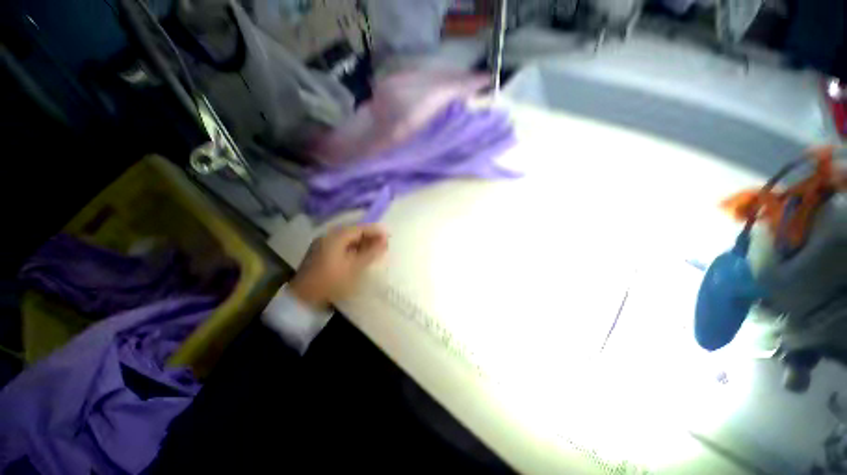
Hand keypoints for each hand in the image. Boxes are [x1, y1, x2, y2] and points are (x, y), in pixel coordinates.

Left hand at [288, 224, 388, 310]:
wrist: (303, 298)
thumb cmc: (331, 281)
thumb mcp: (355, 267)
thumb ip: (371, 252)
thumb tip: (385, 240)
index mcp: (336, 237)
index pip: (360, 228)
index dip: (376, 231)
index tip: (389, 236)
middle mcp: (329, 236)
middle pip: (354, 232)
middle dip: (370, 237)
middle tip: (385, 244)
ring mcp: (323, 244)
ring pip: (348, 239)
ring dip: (362, 243)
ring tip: (376, 249)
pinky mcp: (321, 253)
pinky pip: (342, 246)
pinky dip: (354, 249)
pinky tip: (361, 255)